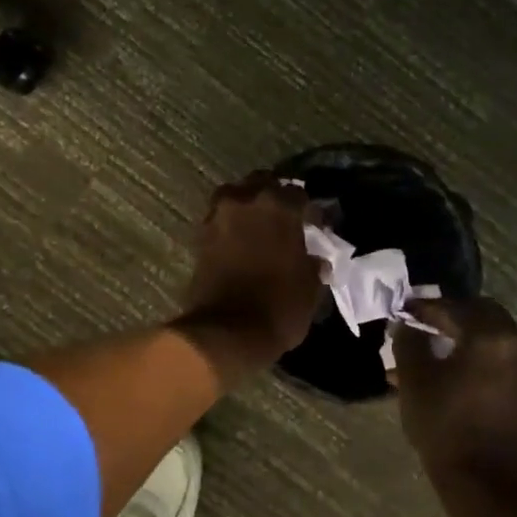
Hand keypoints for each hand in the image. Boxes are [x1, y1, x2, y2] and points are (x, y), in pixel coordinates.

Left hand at [174, 173, 321, 383]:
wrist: (227, 332)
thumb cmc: (279, 306)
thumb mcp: (310, 287)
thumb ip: (313, 264)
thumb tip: (316, 259)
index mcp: (279, 206)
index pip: (299, 194)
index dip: (310, 210)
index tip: (316, 224)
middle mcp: (245, 201)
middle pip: (262, 184)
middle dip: (275, 195)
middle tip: (286, 216)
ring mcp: (218, 216)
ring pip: (235, 196)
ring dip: (248, 205)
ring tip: (260, 225)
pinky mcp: (200, 236)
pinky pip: (219, 218)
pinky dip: (231, 224)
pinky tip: (242, 240)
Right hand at [392, 297, 516, 484]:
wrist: (484, 484)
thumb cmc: (444, 426)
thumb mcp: (414, 379)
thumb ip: (409, 341)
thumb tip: (408, 325)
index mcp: (492, 337)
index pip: (454, 308)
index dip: (426, 308)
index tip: (405, 311)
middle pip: (485, 314)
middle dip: (454, 316)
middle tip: (427, 325)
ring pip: (500, 336)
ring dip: (472, 336)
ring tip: (444, 351)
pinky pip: (511, 359)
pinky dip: (488, 356)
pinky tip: (465, 372)